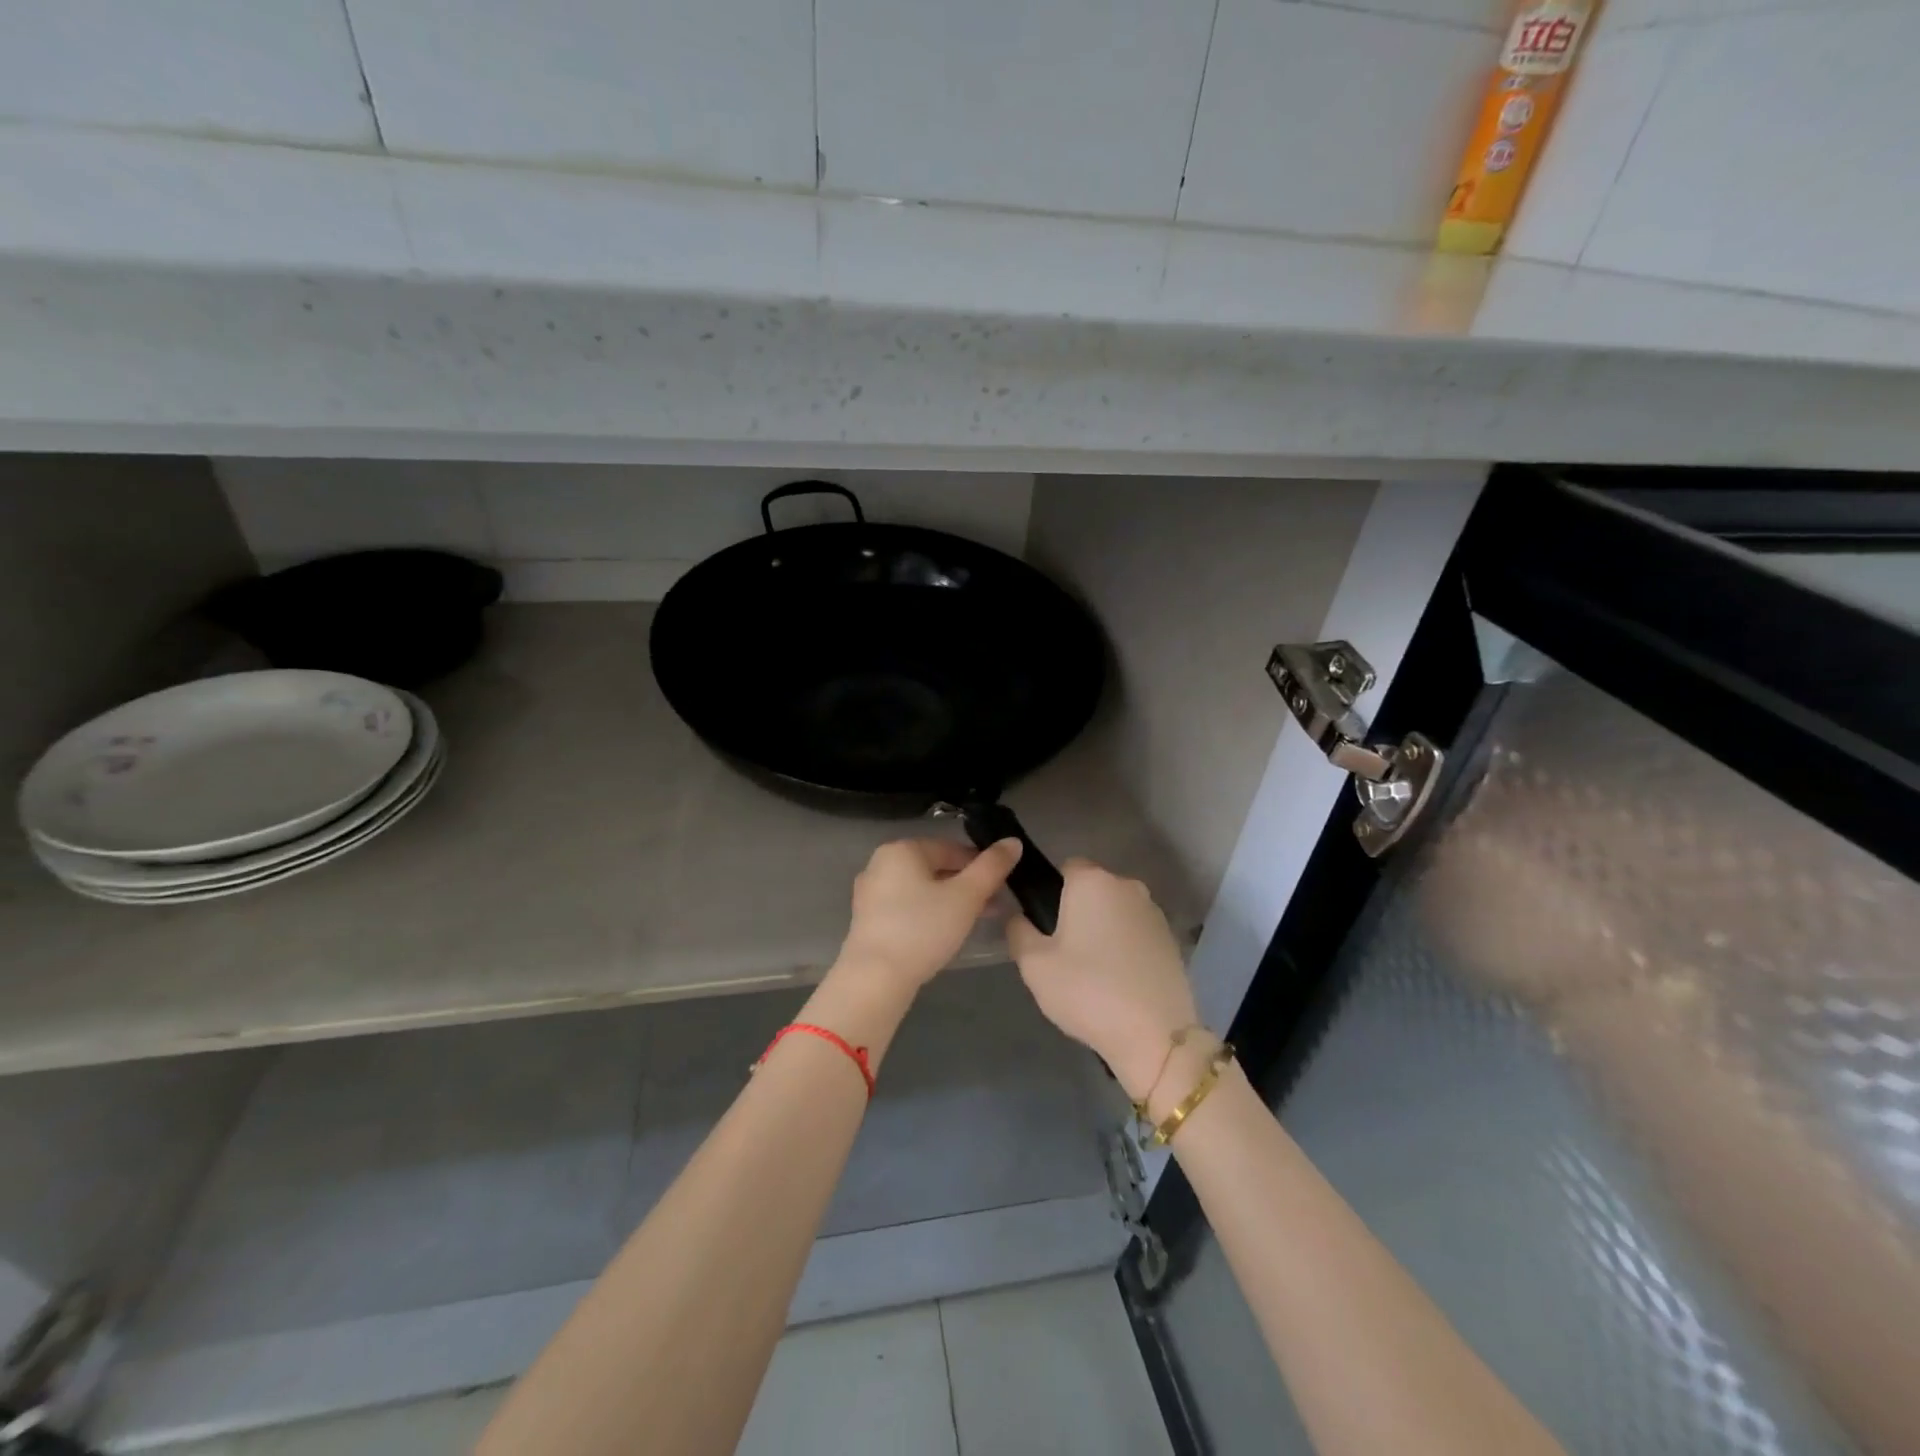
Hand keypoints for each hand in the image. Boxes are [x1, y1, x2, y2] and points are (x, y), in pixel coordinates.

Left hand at [837, 837, 1023, 989]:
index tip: (1002, 885)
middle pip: (935, 868)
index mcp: (902, 849)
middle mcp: (880, 863)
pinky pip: (906, 906)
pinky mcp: (867, 920)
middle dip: (967, 885)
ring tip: (976, 920)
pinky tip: (945, 933)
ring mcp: (870, 893)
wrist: (875, 979)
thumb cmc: (923, 928)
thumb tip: (1013, 841)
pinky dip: (928, 913)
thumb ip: (992, 867)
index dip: (981, 864)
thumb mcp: (966, 896)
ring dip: (951, 900)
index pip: (951, 848)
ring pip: (921, 889)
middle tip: (993, 905)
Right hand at [1006, 858, 1200, 1101]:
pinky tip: (1119, 981)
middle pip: (1093, 889)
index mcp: (1092, 881)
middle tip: (1064, 953)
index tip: (1045, 926)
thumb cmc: (1087, 990)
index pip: (1066, 867)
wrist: (1155, 1034)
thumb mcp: (1034, 965)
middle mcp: (1127, 886)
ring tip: (1093, 972)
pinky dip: (1126, 947)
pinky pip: (1137, 933)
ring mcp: (1154, 912)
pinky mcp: (1172, 939)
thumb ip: (1018, 931)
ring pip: (1117, 911)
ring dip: (1104, 929)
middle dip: (1078, 911)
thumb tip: (1019, 917)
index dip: (1053, 893)